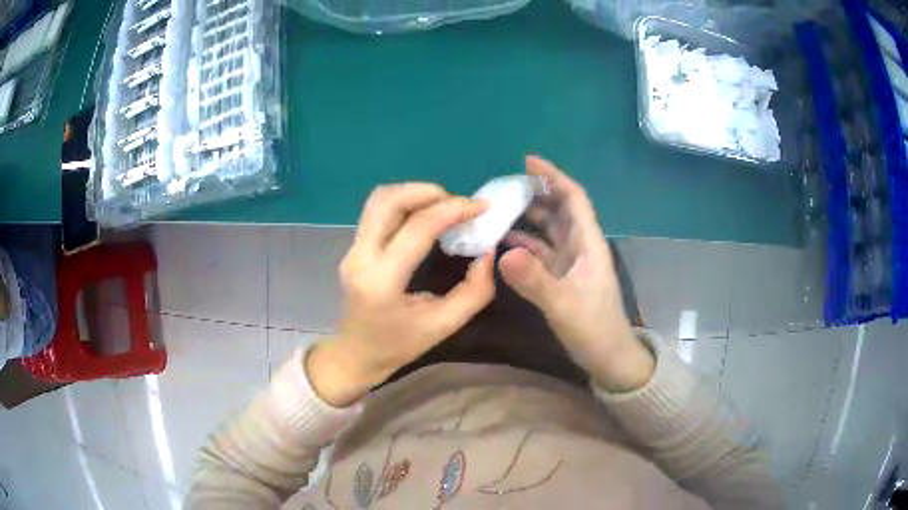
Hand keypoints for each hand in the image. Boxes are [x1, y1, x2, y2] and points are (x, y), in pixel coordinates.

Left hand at [308, 184, 495, 406]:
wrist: (357, 354)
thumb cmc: (399, 345)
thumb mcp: (444, 325)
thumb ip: (474, 291)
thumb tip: (488, 252)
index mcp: (382, 281)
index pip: (417, 228)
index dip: (453, 210)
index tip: (482, 207)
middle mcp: (360, 257)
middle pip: (389, 200)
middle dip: (429, 192)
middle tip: (459, 204)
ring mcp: (352, 249)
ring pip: (380, 199)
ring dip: (415, 194)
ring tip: (443, 207)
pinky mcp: (353, 246)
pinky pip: (378, 210)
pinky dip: (405, 203)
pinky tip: (425, 217)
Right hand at [499, 156, 653, 392]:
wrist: (608, 357)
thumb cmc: (594, 328)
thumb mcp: (563, 305)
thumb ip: (535, 280)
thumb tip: (502, 253)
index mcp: (587, 243)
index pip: (573, 198)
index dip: (553, 177)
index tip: (528, 161)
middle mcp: (580, 246)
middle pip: (559, 209)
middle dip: (536, 193)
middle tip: (503, 185)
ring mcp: (571, 263)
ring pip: (548, 229)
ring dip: (528, 217)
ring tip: (499, 208)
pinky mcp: (562, 277)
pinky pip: (541, 251)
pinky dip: (523, 243)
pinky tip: (503, 242)